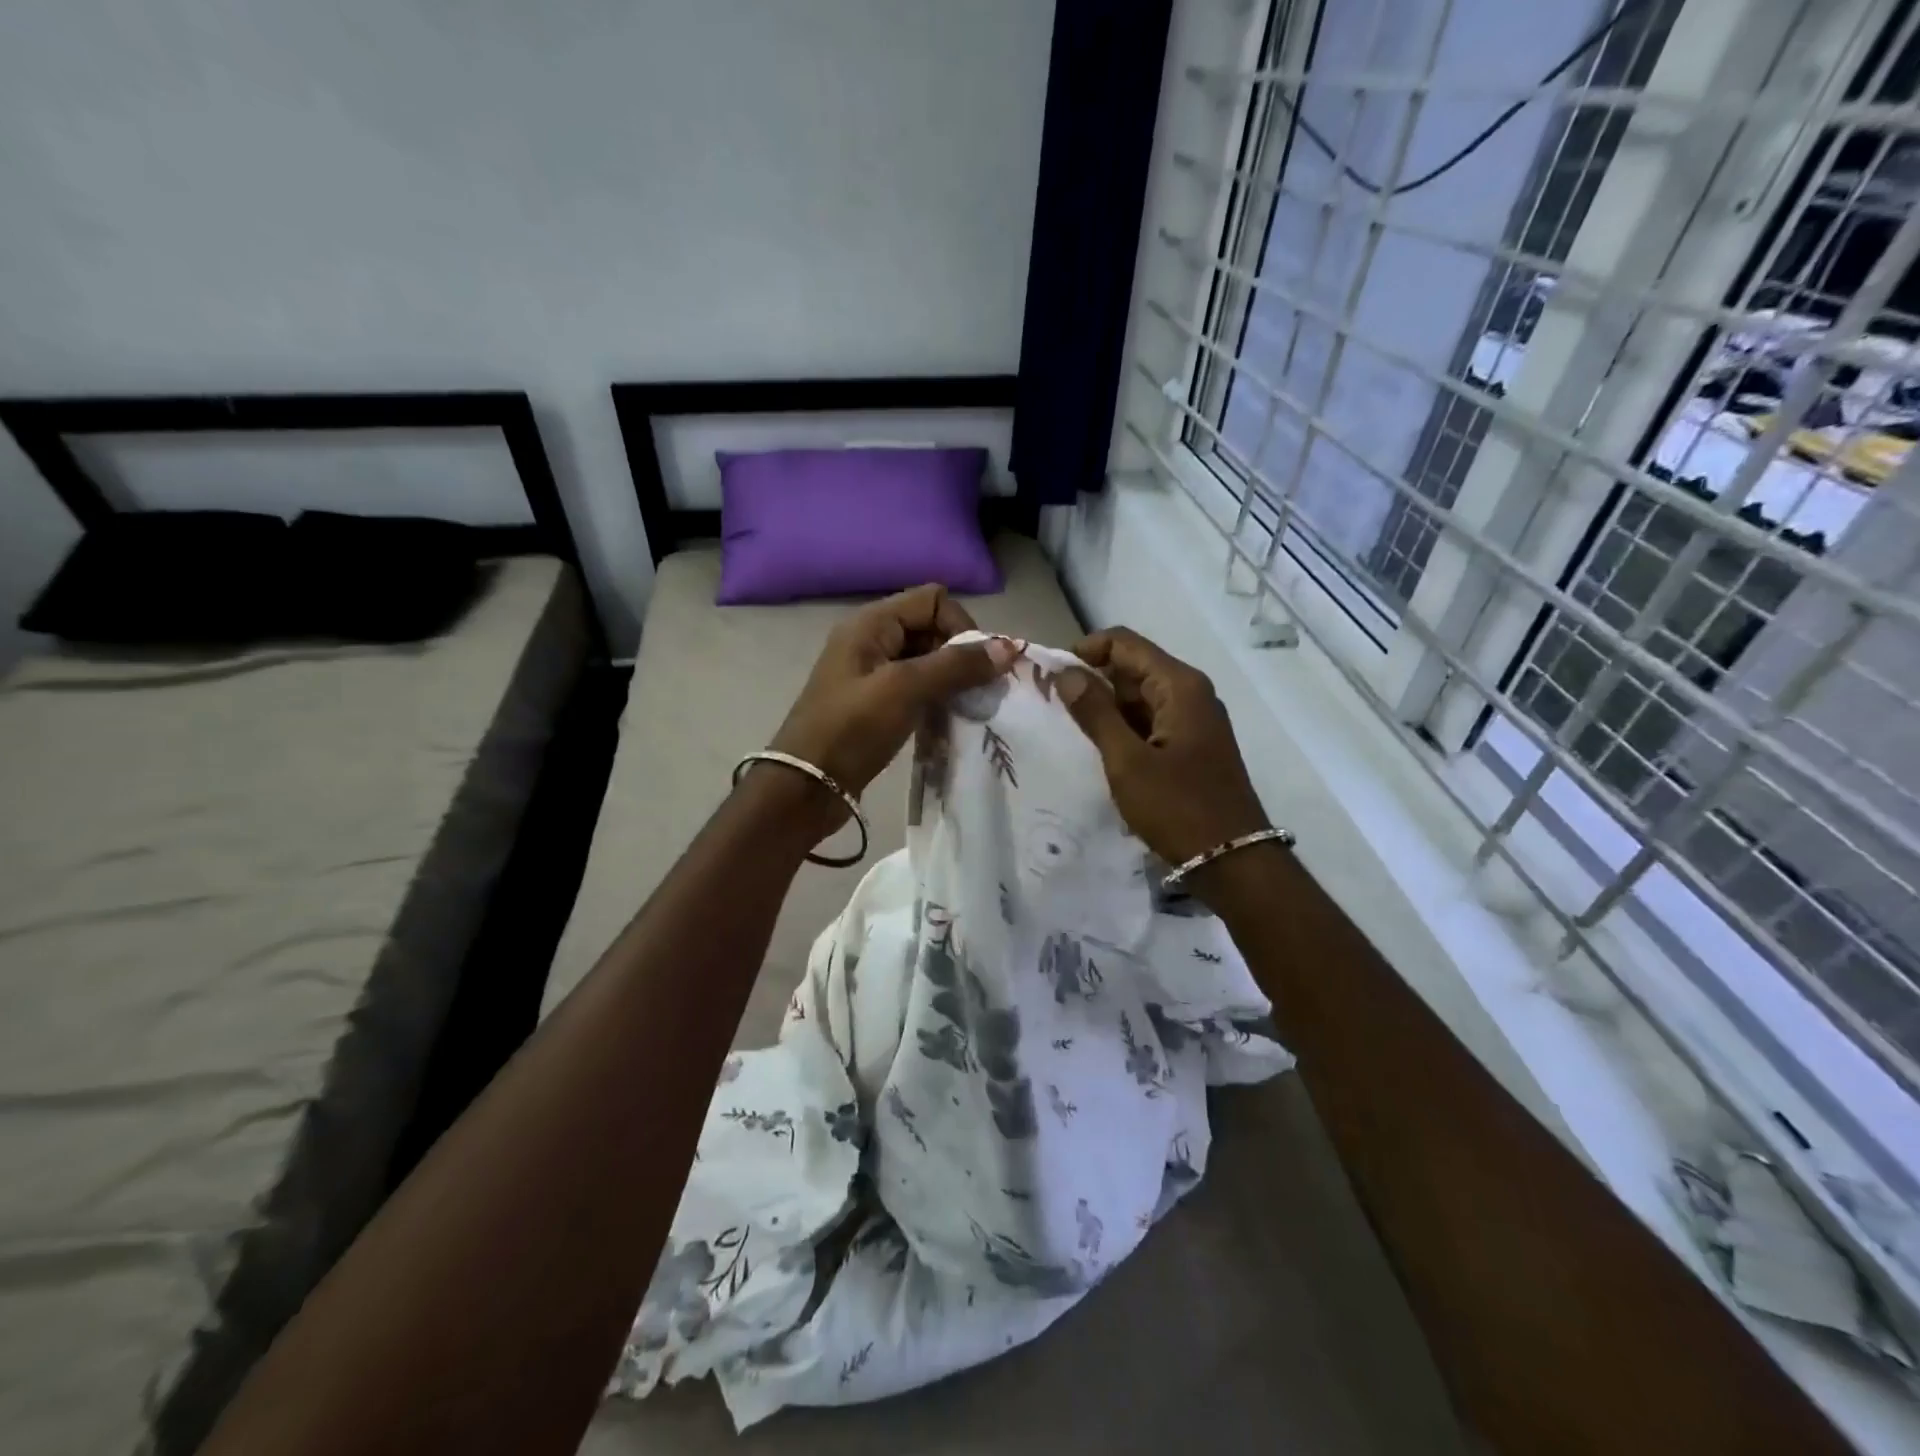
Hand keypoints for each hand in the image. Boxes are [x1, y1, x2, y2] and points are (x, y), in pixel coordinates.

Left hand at [764, 585, 1019, 819]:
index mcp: (871, 623)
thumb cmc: (851, 730)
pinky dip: (938, 699)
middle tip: (978, 691)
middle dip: (960, 654)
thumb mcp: (905, 690)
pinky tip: (950, 720)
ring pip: (927, 661)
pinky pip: (918, 688)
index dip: (960, 626)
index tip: (974, 666)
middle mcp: (872, 640)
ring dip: (952, 680)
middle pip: (932, 628)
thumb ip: (956, 666)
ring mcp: (872, 673)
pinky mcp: (876, 703)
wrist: (806, 787)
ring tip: (969, 708)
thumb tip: (1009, 647)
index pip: (933, 600)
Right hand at [1058, 627, 1270, 867]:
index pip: (1124, 643)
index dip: (1085, 650)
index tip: (1052, 675)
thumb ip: (1095, 713)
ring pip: (1141, 696)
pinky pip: (1151, 721)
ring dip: (1106, 706)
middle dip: (1093, 679)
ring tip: (1070, 728)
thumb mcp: (1127, 761)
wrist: (1232, 861)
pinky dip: (1124, 727)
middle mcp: (1190, 693)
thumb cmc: (1178, 807)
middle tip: (1053, 704)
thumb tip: (1067, 673)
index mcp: (1179, 686)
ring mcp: (1194, 720)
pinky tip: (1101, 748)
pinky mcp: (1192, 745)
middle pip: (1133, 666)